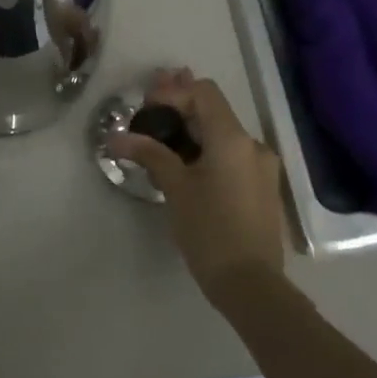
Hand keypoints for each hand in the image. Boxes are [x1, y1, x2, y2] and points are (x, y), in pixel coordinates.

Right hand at [107, 68, 286, 300]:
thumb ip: (149, 154)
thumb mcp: (176, 189)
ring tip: (160, 137)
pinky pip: (230, 155)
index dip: (172, 92)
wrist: (251, 285)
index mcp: (232, 139)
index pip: (203, 92)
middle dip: (179, 107)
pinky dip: (205, 150)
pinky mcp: (260, 188)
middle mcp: (252, 145)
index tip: (146, 110)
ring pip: (221, 134)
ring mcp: (260, 167)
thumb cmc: (210, 231)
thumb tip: (116, 137)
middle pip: (212, 110)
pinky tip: (184, 163)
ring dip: (191, 130)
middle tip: (147, 110)